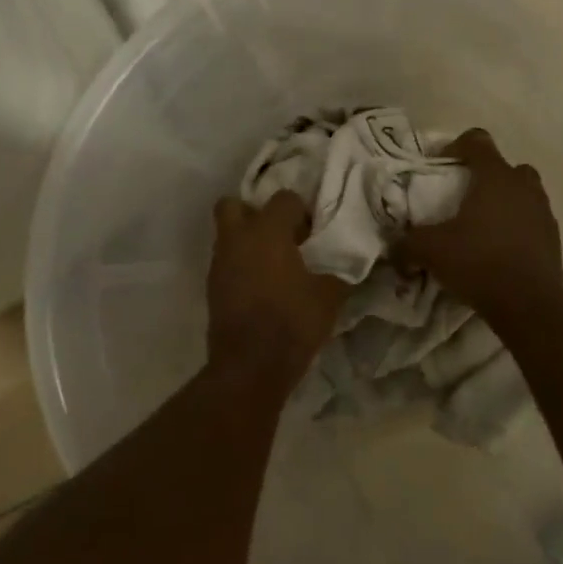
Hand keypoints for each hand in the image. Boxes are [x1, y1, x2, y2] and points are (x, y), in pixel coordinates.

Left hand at [207, 190, 345, 386]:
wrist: (250, 365)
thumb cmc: (293, 322)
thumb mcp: (329, 297)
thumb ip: (338, 272)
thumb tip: (349, 261)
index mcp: (268, 231)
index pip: (284, 198)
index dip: (301, 210)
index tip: (313, 232)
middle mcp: (237, 238)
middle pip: (235, 205)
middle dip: (254, 212)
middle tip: (280, 234)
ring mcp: (220, 263)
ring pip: (227, 235)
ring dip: (247, 241)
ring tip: (273, 264)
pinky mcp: (212, 287)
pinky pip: (226, 263)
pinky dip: (240, 266)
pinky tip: (262, 286)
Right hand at [396, 129, 562, 319]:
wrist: (528, 303)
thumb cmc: (478, 262)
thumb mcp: (430, 251)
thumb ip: (406, 243)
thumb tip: (393, 247)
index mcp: (495, 177)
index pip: (477, 141)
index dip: (456, 146)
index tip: (440, 165)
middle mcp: (523, 186)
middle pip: (506, 167)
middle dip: (485, 176)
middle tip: (464, 196)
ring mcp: (543, 211)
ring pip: (523, 193)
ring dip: (504, 201)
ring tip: (481, 225)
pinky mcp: (553, 237)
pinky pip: (532, 220)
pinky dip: (517, 227)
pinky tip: (498, 249)